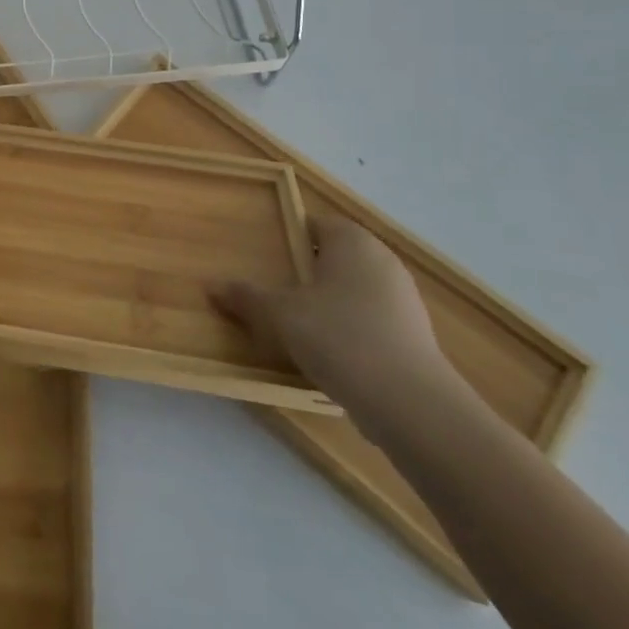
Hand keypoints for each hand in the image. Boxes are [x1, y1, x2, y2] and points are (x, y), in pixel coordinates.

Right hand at [213, 212, 457, 424]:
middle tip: (276, 288)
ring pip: (356, 289)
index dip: (289, 235)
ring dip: (330, 302)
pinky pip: (372, 320)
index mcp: (351, 241)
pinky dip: (351, 329)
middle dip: (308, 270)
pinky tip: (331, 353)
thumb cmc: (339, 337)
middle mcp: (382, 260)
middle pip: (336, 255)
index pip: (316, 223)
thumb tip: (212, 286)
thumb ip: (247, 297)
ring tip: (299, 325)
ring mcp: (404, 299)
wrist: (411, 404)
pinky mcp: (416, 336)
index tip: (267, 255)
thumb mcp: (280, 315)